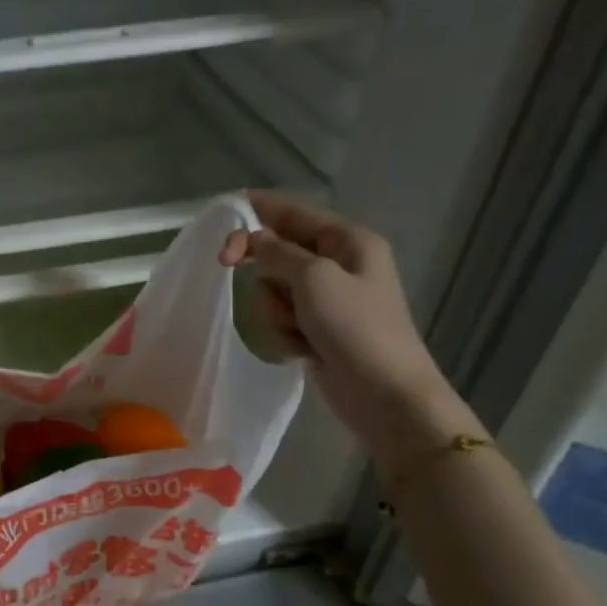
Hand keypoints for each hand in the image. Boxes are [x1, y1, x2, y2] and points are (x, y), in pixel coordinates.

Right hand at [220, 190, 480, 473]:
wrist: (385, 394)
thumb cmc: (356, 327)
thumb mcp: (314, 278)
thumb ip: (277, 253)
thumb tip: (253, 239)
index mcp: (347, 241)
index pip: (293, 213)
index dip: (257, 210)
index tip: (221, 216)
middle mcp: (337, 264)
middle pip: (276, 252)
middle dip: (264, 270)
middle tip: (226, 265)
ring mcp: (326, 300)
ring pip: (272, 289)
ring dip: (275, 310)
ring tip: (298, 329)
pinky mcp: (315, 330)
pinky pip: (280, 318)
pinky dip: (284, 333)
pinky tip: (302, 349)